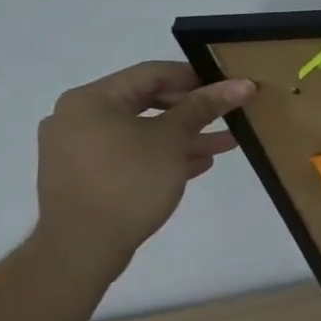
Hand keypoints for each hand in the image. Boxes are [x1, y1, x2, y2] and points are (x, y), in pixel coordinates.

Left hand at [34, 62, 256, 264]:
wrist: (83, 247)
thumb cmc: (129, 181)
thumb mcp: (173, 139)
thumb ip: (205, 107)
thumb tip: (242, 83)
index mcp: (92, 99)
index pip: (153, 74)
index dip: (196, 78)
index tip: (230, 90)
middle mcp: (77, 117)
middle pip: (147, 101)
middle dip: (193, 110)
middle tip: (229, 116)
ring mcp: (77, 148)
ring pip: (141, 130)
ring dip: (184, 135)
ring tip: (225, 143)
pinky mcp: (85, 175)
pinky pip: (130, 153)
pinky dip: (162, 154)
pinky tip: (197, 164)